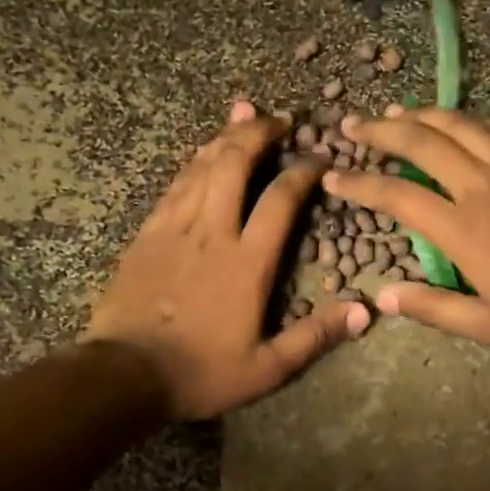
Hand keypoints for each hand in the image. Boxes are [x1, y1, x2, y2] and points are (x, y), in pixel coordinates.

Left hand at [86, 100, 370, 419]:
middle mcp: (212, 232)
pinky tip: (201, 153)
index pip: (281, 200)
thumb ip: (315, 336)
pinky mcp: (147, 234)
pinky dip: (193, 163)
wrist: (125, 375)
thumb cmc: (201, 372)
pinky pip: (175, 186)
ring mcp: (174, 228)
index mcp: (247, 262)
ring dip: (226, 137)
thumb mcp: (267, 368)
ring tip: (244, 115)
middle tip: (279, 119)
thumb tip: (364, 311)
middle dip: (259, 133)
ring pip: (202, 167)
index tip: (319, 158)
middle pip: (235, 164)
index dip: (303, 172)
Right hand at [327, 108, 489, 353]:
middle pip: (422, 142)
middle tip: (354, 123)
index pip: (398, 195)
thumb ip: (434, 308)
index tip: (335, 175)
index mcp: (464, 229)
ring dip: (421, 115)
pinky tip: (457, 121)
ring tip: (395, 112)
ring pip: (459, 124)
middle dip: (381, 130)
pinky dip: (468, 121)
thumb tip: (384, 298)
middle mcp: (484, 185)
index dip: (360, 182)